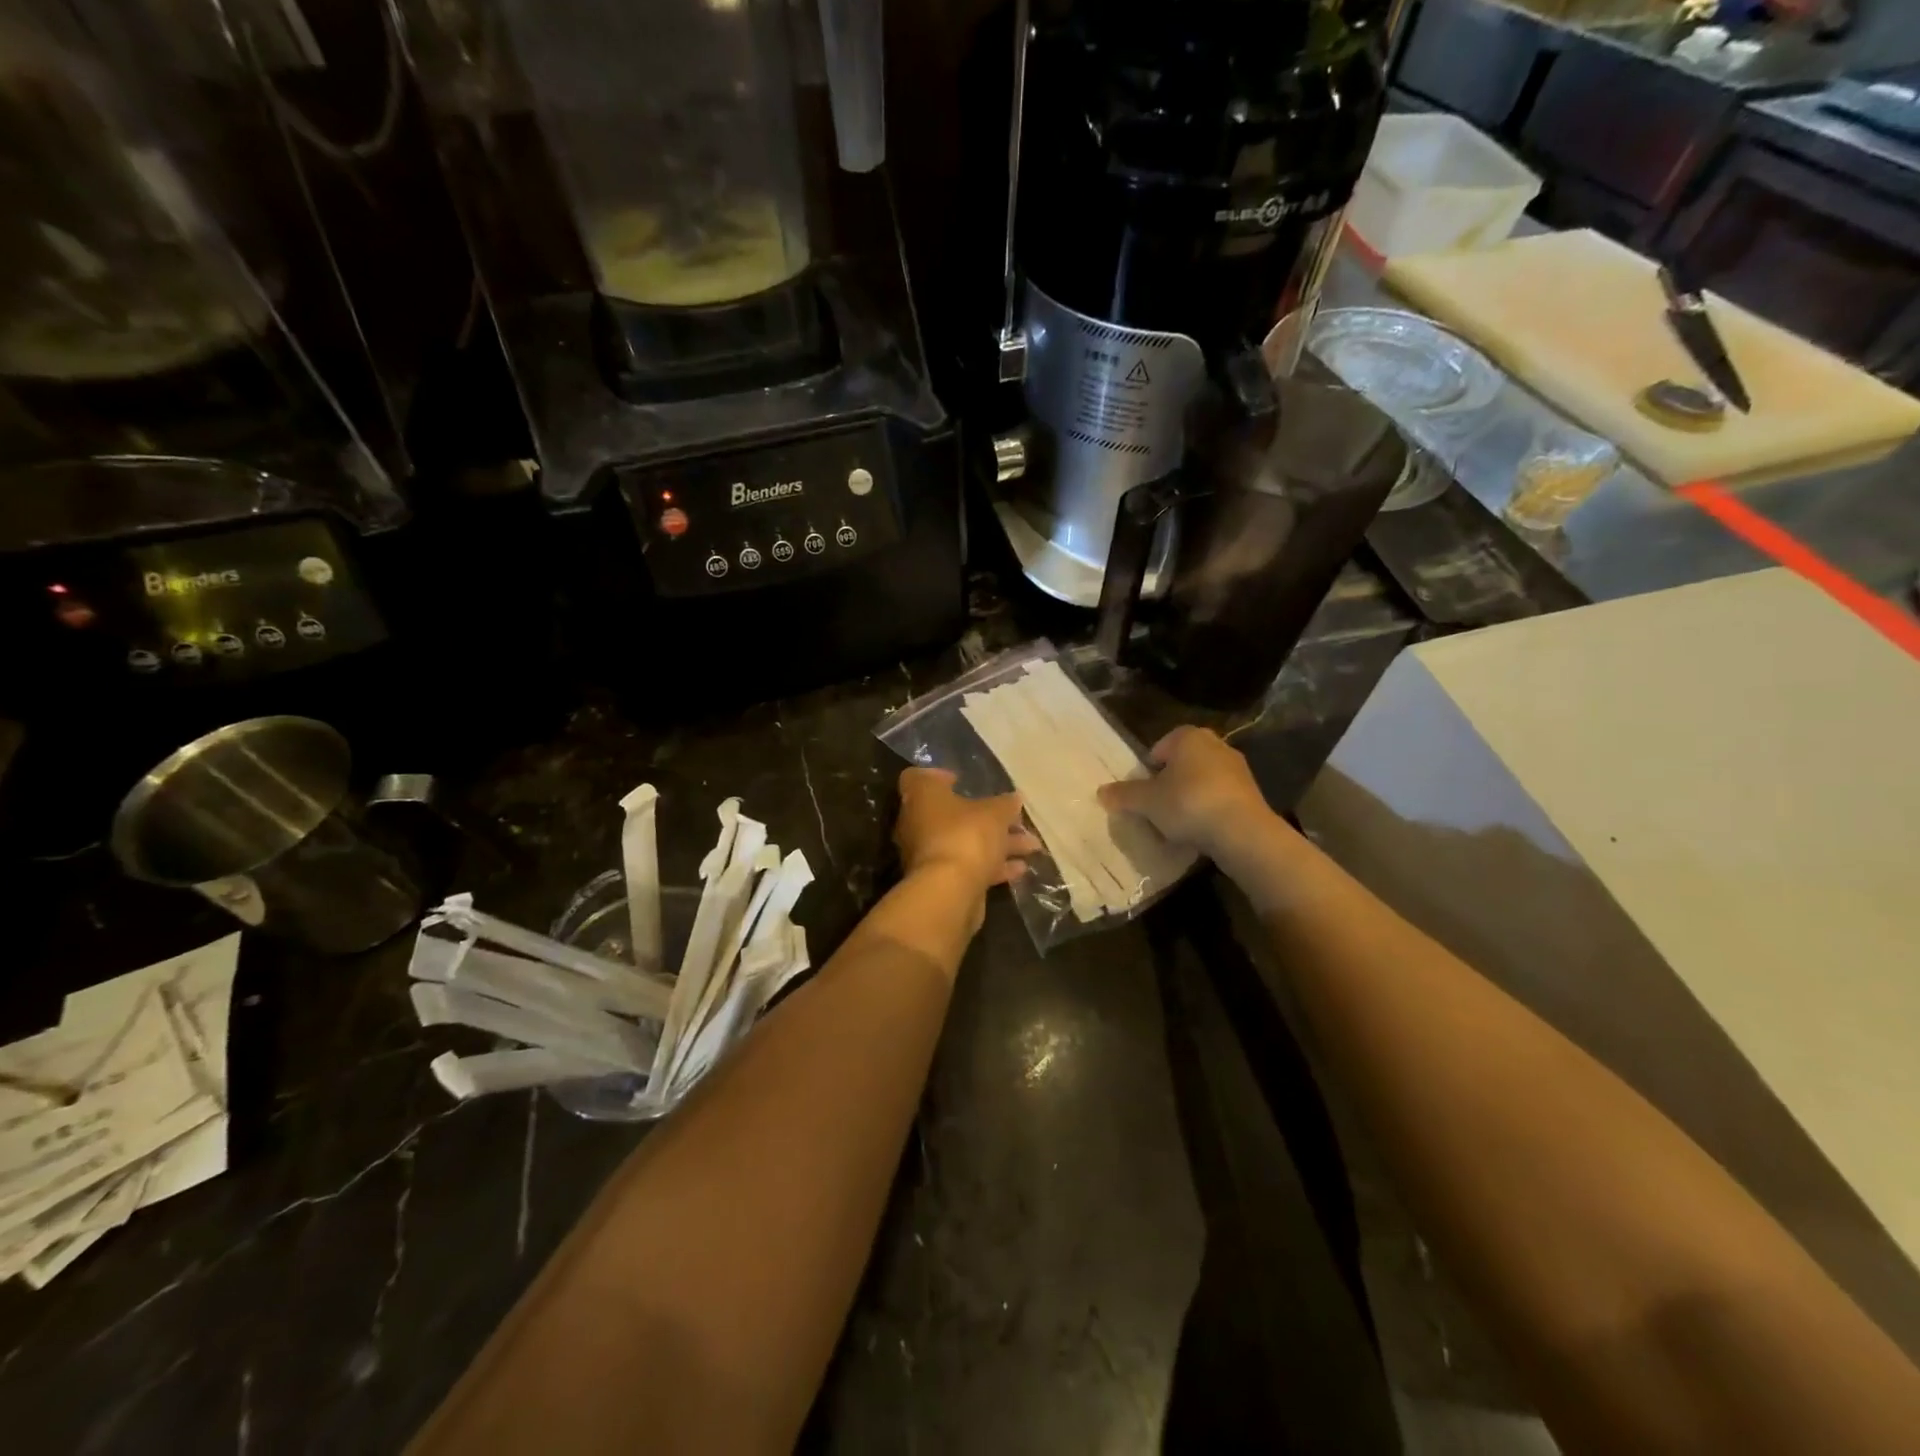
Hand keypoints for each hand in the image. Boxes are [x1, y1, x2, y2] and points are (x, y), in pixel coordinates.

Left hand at [894, 769, 1041, 898]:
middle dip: (985, 816)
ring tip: (1031, 845)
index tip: (960, 780)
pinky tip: (1021, 869)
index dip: (938, 776)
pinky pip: (968, 866)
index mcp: (921, 797)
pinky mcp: (940, 880)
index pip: (918, 778)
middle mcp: (918, 823)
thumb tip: (1014, 799)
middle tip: (1013, 818)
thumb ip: (1005, 805)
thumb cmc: (966, 835)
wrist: (949, 891)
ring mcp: (928, 854)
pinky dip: (992, 865)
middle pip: (950, 814)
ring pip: (964, 842)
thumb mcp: (994, 813)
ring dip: (997, 843)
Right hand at [1096, 726, 1279, 858]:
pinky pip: (1219, 798)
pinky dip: (1207, 810)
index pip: (1160, 747)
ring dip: (1188, 798)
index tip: (1143, 792)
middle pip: (1182, 764)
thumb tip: (1101, 792)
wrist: (1242, 831)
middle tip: (1156, 807)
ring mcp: (1237, 769)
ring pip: (1201, 781)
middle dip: (1169, 783)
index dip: (1147, 770)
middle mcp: (1215, 745)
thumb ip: (1124, 794)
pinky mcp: (1251, 793)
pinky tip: (1199, 831)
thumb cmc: (1188, 803)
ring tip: (1176, 824)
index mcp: (1188, 737)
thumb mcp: (1147, 801)